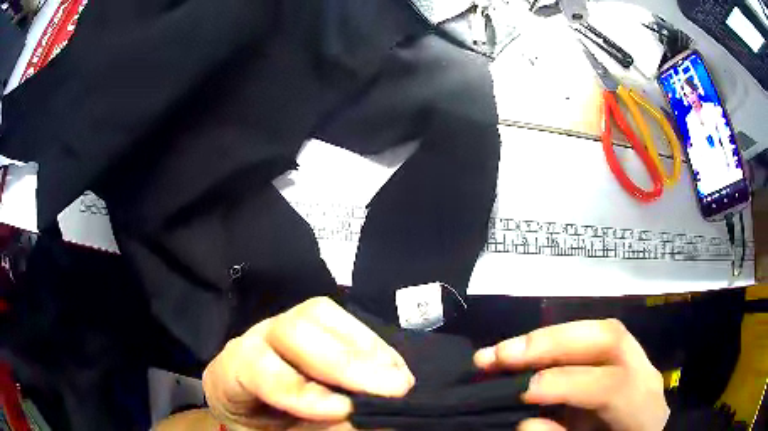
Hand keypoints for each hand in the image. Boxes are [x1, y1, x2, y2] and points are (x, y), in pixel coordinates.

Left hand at [203, 297, 414, 429]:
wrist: (264, 420)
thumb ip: (317, 430)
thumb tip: (358, 416)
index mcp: (229, 375)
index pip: (255, 366)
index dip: (299, 388)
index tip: (345, 409)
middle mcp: (254, 342)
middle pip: (291, 329)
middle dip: (345, 362)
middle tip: (394, 389)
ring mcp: (283, 329)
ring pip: (318, 314)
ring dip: (366, 349)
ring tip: (398, 379)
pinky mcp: (311, 329)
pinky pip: (341, 321)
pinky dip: (373, 345)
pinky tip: (392, 367)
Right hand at [474, 319, 668, 430]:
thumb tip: (526, 423)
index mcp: (642, 408)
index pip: (612, 385)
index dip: (569, 384)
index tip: (524, 392)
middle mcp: (643, 375)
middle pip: (609, 338)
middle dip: (553, 342)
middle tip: (503, 356)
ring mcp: (634, 360)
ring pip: (597, 331)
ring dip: (545, 338)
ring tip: (500, 352)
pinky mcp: (619, 358)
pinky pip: (588, 340)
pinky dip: (552, 343)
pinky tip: (523, 351)